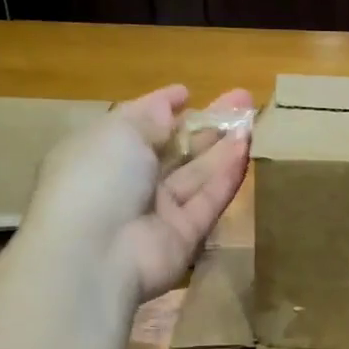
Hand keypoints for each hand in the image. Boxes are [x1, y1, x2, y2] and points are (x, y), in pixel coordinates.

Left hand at [21, 85, 251, 299]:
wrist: (94, 254)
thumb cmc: (97, 178)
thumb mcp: (119, 132)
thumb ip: (150, 116)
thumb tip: (170, 103)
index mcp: (103, 152)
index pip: (137, 125)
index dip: (162, 107)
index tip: (188, 93)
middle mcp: (129, 181)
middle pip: (174, 149)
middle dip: (206, 124)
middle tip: (242, 100)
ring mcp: (156, 211)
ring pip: (195, 174)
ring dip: (223, 148)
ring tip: (253, 121)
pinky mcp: (183, 237)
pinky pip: (207, 202)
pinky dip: (226, 177)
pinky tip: (247, 151)